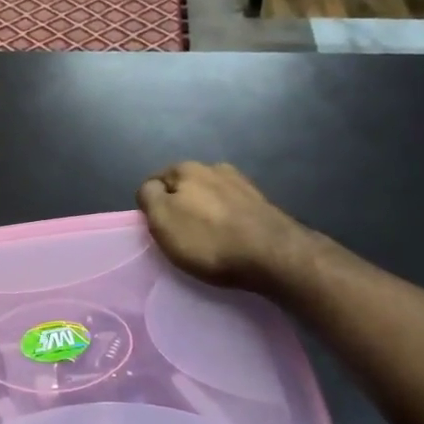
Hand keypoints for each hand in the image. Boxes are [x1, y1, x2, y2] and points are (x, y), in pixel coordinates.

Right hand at [137, 161, 306, 290]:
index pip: (155, 182)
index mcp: (186, 168)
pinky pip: (233, 210)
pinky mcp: (262, 203)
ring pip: (211, 197)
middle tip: (182, 236)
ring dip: (207, 213)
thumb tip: (152, 189)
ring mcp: (242, 183)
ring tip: (209, 240)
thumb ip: (149, 196)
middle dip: (181, 206)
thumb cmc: (209, 240)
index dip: (152, 206)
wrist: (274, 256)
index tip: (159, 229)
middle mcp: (214, 167)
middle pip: (185, 187)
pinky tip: (231, 238)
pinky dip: (228, 221)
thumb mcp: (162, 219)